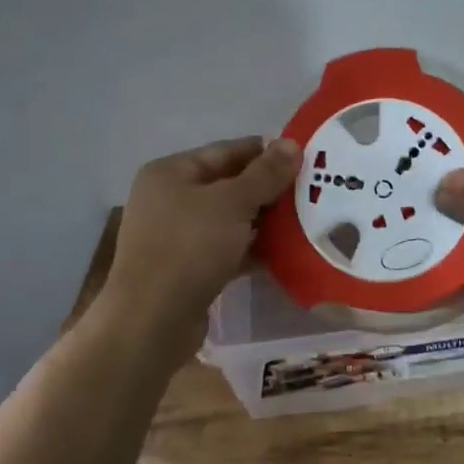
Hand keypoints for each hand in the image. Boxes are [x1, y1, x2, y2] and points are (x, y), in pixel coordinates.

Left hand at [90, 136, 300, 352]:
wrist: (153, 319)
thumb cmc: (189, 247)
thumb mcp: (233, 203)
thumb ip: (265, 173)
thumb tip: (292, 143)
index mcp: (170, 173)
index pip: (226, 151)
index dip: (265, 152)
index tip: (304, 158)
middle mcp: (169, 199)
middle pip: (228, 185)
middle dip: (268, 189)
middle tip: (311, 191)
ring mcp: (176, 236)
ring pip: (229, 219)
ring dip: (263, 220)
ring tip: (305, 220)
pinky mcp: (187, 268)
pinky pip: (226, 248)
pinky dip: (251, 248)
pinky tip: (283, 252)